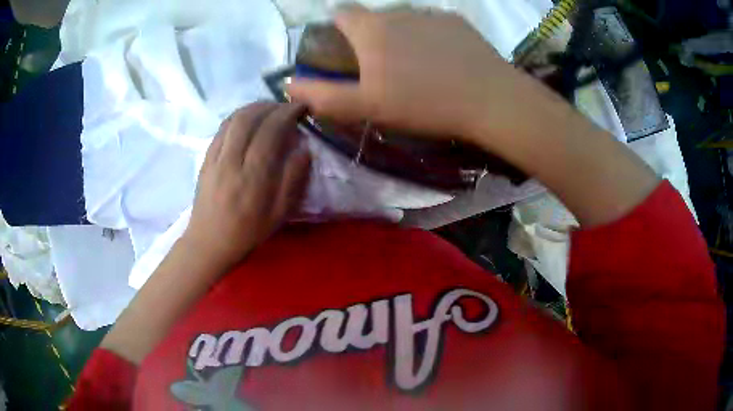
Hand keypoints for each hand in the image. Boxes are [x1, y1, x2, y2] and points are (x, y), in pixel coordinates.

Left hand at [183, 102, 310, 267]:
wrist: (209, 242)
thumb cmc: (247, 232)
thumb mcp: (279, 214)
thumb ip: (293, 180)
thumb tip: (305, 149)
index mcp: (253, 177)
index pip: (271, 131)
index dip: (287, 113)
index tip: (301, 108)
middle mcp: (232, 161)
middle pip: (250, 118)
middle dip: (271, 105)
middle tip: (286, 107)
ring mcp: (215, 157)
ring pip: (233, 119)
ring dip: (254, 107)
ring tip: (269, 109)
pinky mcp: (205, 157)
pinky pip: (222, 128)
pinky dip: (238, 116)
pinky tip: (248, 119)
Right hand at [286, 7, 526, 144]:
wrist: (489, 100)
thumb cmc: (424, 103)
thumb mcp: (367, 106)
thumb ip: (323, 95)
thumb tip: (288, 84)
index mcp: (372, 29)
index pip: (341, 13)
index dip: (336, 28)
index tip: (344, 50)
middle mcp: (398, 11)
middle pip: (373, 18)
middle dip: (370, 36)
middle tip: (384, 68)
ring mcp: (431, 13)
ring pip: (404, 20)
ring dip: (401, 37)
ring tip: (417, 67)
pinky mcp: (457, 22)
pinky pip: (432, 24)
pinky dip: (429, 37)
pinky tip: (444, 61)